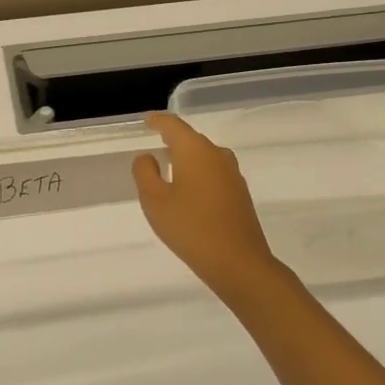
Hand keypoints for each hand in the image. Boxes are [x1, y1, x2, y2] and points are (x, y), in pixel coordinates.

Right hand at [133, 112, 289, 303]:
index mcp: (195, 151)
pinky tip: (189, 192)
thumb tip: (147, 157)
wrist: (238, 263)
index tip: (147, 122)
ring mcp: (232, 175)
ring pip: (204, 157)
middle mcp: (217, 155)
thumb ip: (145, 173)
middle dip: (172, 140)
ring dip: (186, 159)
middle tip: (154, 146)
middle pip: (191, 139)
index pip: (173, 125)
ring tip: (169, 169)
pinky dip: (198, 175)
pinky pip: (214, 174)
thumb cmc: (190, 227)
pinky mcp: (240, 194)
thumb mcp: (154, 201)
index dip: (158, 122)